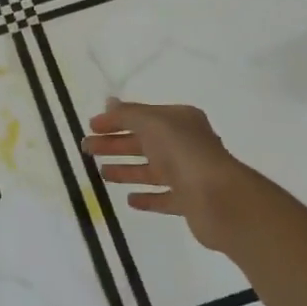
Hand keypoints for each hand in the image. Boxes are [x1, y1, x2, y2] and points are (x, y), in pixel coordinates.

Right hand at [81, 98, 246, 250]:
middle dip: (115, 144)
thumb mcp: (152, 123)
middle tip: (87, 149)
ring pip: (151, 170)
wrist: (219, 199)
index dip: (116, 120)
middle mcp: (186, 144)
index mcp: (180, 121)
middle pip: (144, 142)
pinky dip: (146, 197)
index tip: (90, 127)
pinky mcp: (190, 202)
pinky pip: (163, 198)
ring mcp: (188, 174)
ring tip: (101, 174)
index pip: (142, 116)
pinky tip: (130, 200)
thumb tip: (110, 103)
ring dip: (126, 169)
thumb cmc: (184, 153)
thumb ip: (129, 114)